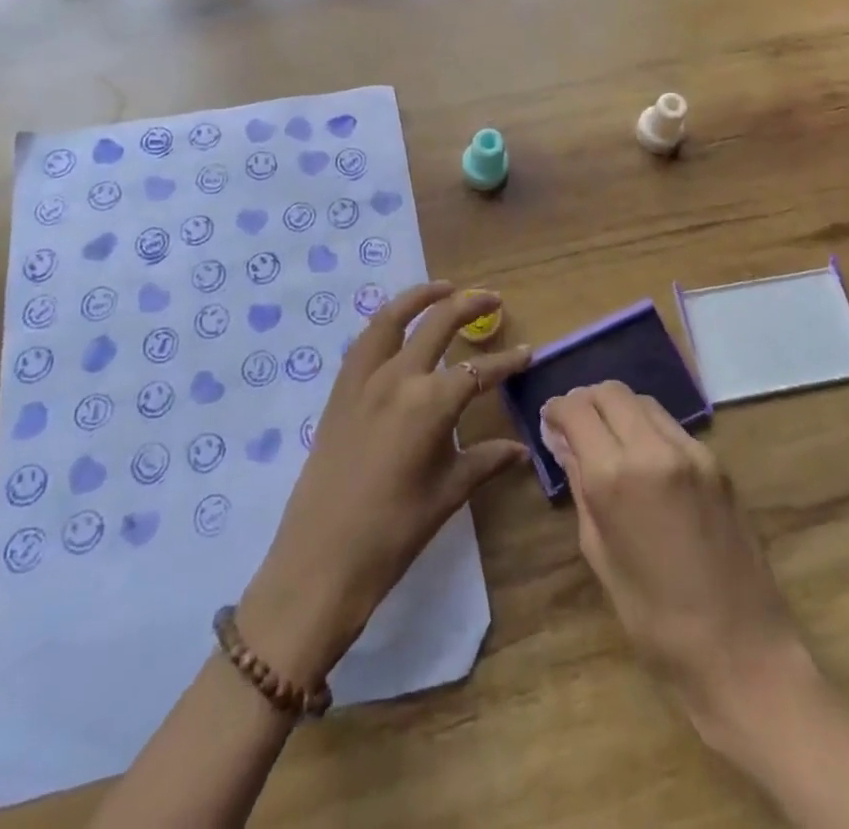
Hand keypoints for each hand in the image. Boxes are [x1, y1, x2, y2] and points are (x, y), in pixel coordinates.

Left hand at [237, 283, 530, 686]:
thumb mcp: (447, 493)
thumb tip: (521, 449)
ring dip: (421, 298)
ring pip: (392, 319)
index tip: (528, 353)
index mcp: (430, 402)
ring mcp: (362, 380)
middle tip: (492, 299)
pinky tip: (397, 326)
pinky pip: (365, 341)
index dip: (507, 362)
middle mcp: (397, 377)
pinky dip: (386, 322)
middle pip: (437, 324)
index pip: (479, 371)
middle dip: (469, 305)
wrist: (320, 560)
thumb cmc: (394, 532)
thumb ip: (484, 460)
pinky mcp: (339, 391)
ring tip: (444, 288)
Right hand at [541, 383, 810, 733]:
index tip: (549, 422)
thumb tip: (563, 442)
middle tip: (575, 426)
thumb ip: (580, 485)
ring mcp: (691, 451)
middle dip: (586, 400)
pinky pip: (670, 425)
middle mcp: (653, 449)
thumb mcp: (599, 552)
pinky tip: (643, 457)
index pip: (576, 409)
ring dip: (618, 408)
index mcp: (615, 476)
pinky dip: (647, 426)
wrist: (741, 650)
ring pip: (642, 401)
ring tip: (607, 437)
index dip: (556, 409)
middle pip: (610, 391)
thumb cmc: (654, 618)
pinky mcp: (716, 462)